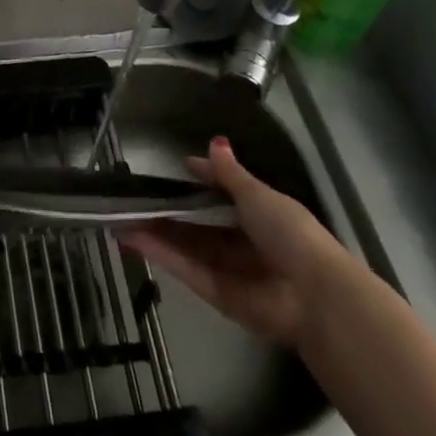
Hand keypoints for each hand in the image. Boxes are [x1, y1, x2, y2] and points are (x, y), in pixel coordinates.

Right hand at [121, 136, 335, 349]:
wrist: (313, 294)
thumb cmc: (290, 233)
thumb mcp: (259, 195)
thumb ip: (230, 174)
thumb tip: (215, 142)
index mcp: (260, 214)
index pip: (226, 193)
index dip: (205, 180)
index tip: (182, 168)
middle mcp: (243, 241)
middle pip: (201, 224)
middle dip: (172, 211)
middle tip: (137, 198)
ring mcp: (229, 269)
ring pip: (187, 246)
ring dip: (157, 232)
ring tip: (122, 217)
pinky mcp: (216, 294)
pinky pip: (185, 270)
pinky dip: (160, 254)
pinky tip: (133, 238)